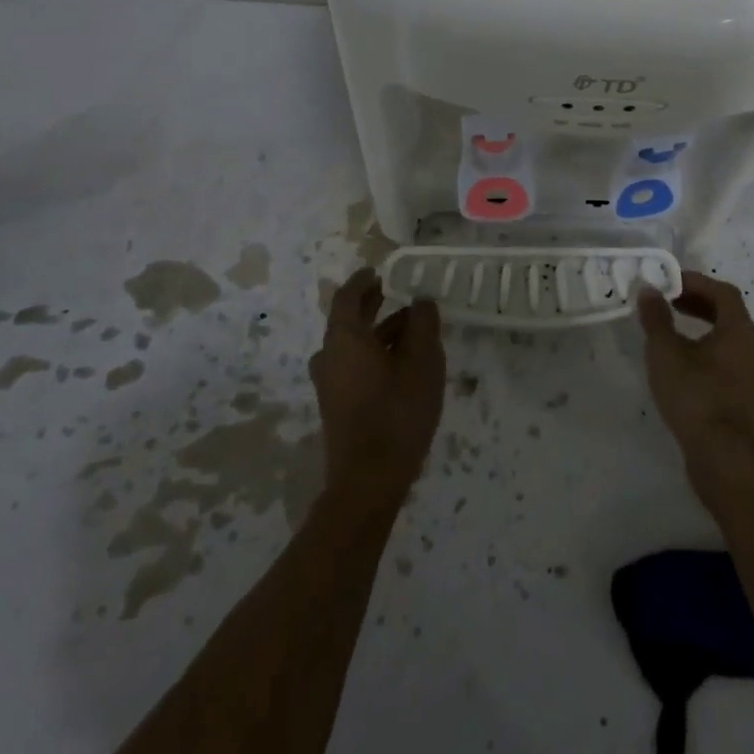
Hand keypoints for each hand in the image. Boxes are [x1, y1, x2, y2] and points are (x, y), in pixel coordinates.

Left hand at [311, 268, 445, 506]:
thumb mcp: (422, 362)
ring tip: (412, 327)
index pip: (347, 297)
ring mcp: (330, 384)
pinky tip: (402, 362)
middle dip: (372, 304)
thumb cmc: (396, 412)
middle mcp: (329, 357)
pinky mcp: (338, 406)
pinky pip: (354, 365)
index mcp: (344, 338)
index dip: (363, 281)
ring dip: (379, 331)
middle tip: (395, 291)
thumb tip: (421, 302)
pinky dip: (374, 353)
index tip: (379, 271)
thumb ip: (423, 324)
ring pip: (353, 345)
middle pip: (348, 320)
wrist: (368, 482)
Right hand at [639, 269, 753, 479]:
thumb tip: (649, 289)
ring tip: (672, 330)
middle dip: (697, 301)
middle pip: (727, 312)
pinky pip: (728, 359)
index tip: (669, 282)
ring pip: (728, 337)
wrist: (723, 458)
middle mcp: (752, 347)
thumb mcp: (666, 352)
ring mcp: (752, 374)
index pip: (722, 291)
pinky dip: (707, 348)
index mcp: (739, 329)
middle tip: (669, 301)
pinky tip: (683, 362)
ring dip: (702, 325)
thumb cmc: (695, 396)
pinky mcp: (745, 396)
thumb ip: (656, 318)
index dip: (696, 282)